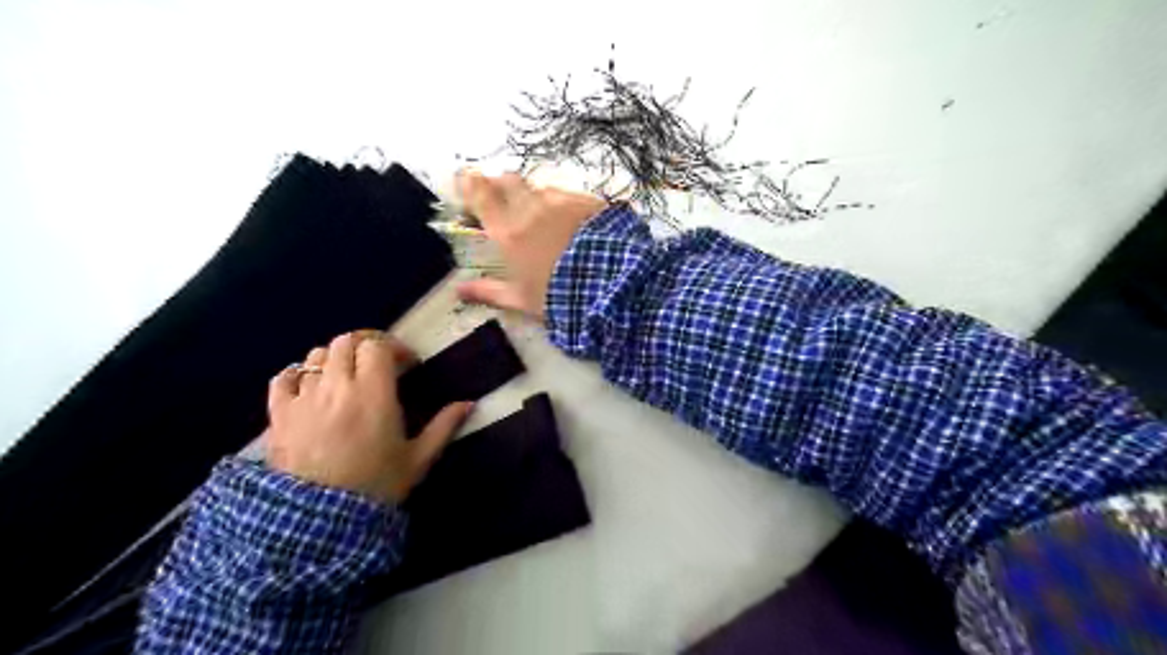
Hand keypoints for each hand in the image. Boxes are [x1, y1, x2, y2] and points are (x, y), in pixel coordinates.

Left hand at [265, 331, 470, 502]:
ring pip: (316, 356)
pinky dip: (298, 373)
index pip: (378, 347)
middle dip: (366, 345)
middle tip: (380, 362)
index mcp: (373, 393)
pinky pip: (283, 378)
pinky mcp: (279, 415)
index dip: (394, 347)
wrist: (320, 522)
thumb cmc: (377, 485)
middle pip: (346, 342)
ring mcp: (303, 398)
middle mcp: (336, 386)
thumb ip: (444, 426)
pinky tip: (309, 384)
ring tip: (348, 375)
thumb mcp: (418, 458)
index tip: (407, 364)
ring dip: (336, 357)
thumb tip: (469, 403)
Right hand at [454, 172, 605, 319]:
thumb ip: (488, 291)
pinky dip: (562, 204)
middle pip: (507, 181)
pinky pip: (567, 195)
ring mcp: (560, 201)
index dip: (470, 183)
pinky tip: (572, 222)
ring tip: (544, 218)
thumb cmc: (558, 295)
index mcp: (508, 232)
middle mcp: (529, 209)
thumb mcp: (521, 300)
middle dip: (501, 185)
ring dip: (534, 197)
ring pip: (539, 188)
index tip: (466, 179)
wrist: (610, 282)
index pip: (480, 195)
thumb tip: (457, 290)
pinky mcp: (586, 201)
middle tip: (502, 199)